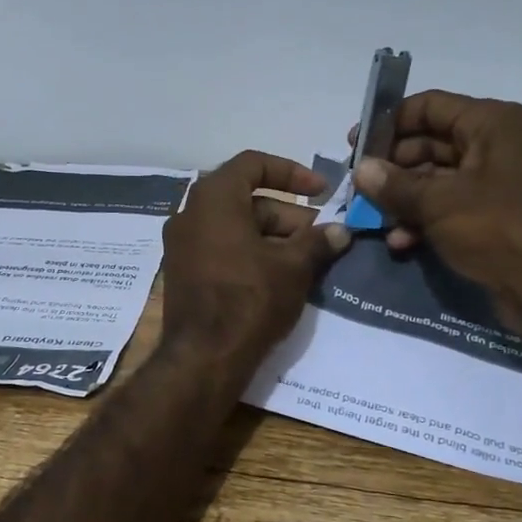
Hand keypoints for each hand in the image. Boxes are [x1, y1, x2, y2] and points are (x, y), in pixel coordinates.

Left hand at [162, 151, 350, 372]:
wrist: (203, 357)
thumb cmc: (250, 299)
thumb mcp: (293, 267)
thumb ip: (317, 241)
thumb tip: (340, 232)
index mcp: (213, 198)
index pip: (253, 164)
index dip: (292, 172)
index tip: (322, 191)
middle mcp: (189, 214)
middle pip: (246, 199)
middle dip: (288, 215)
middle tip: (320, 237)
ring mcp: (181, 245)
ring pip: (235, 226)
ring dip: (272, 236)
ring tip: (307, 260)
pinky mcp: (182, 272)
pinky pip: (220, 248)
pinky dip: (250, 252)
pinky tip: (279, 276)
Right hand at [349, 93, 521, 343]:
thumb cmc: (497, 228)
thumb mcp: (438, 203)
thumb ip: (394, 184)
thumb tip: (361, 169)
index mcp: (490, 124)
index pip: (429, 106)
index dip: (388, 123)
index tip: (355, 146)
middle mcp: (494, 145)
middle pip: (428, 143)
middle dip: (391, 167)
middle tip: (357, 188)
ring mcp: (494, 182)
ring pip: (435, 179)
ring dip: (403, 199)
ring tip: (372, 219)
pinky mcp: (491, 215)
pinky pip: (448, 207)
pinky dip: (423, 220)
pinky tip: (399, 242)